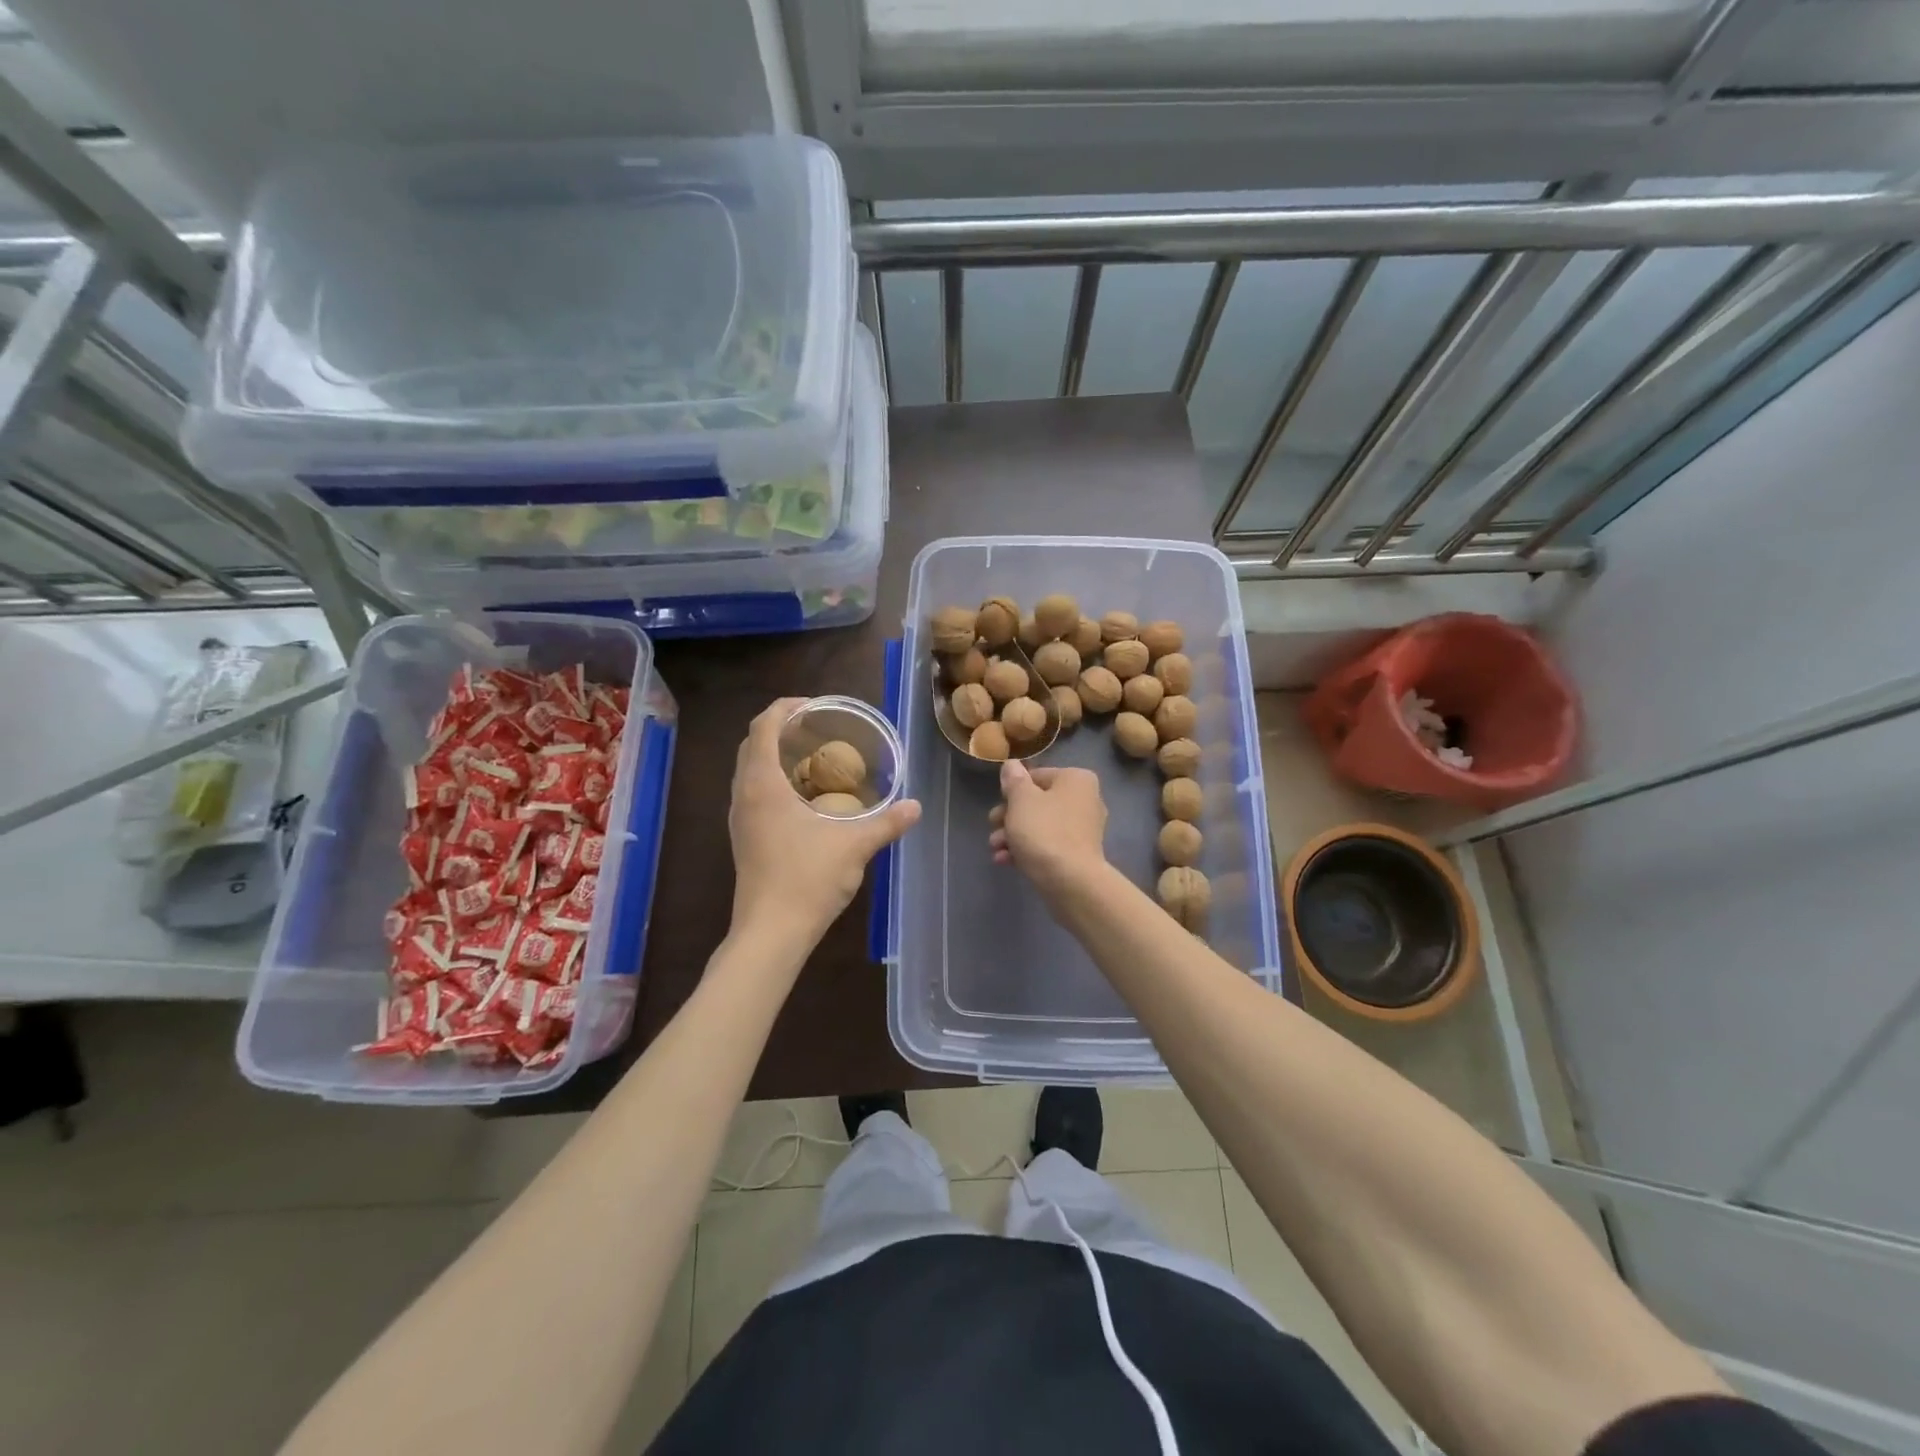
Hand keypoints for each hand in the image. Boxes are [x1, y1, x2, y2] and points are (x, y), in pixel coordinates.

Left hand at [729, 698, 920, 942]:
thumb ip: (887, 823)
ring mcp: (739, 819)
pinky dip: (773, 779)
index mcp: (763, 785)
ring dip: (774, 754)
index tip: (814, 704)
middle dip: (780, 728)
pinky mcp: (742, 838)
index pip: (763, 727)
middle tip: (817, 727)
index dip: (784, 707)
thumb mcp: (854, 846)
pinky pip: (752, 792)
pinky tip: (803, 796)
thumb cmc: (807, 880)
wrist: (770, 932)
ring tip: (812, 756)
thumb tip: (915, 806)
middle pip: (752, 744)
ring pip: (749, 770)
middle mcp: (744, 795)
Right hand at [988, 758, 1108, 897]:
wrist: (1070, 881)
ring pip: (1040, 825)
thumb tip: (1012, 765)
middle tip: (992, 826)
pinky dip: (1027, 850)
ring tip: (995, 848)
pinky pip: (1048, 845)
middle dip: (1009, 817)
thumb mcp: (1021, 799)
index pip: (1036, 776)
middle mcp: (1085, 800)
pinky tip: (1006, 861)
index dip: (1012, 790)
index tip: (998, 805)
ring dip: (1013, 835)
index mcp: (1076, 779)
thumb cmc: (1044, 830)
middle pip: (1037, 802)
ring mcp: (1083, 829)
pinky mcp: (1078, 855)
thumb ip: (1014, 780)